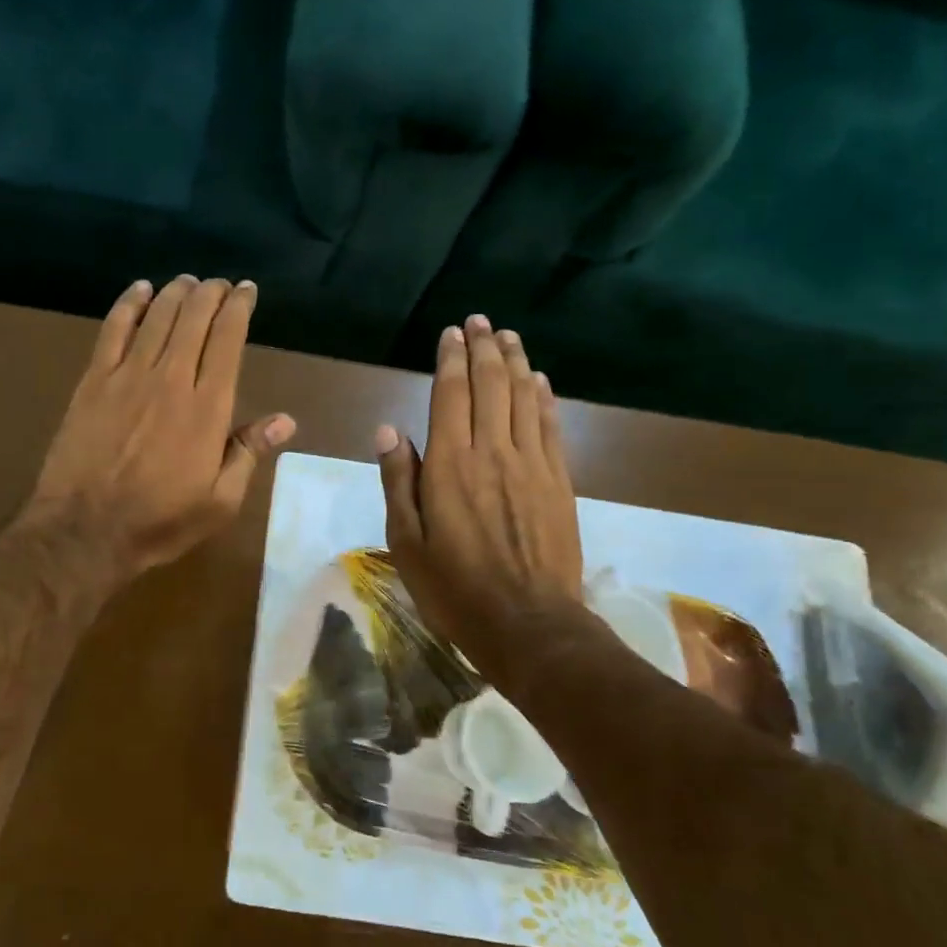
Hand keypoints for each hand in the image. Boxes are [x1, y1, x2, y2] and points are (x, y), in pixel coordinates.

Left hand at [26, 276, 295, 581]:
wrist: (84, 530)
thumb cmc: (160, 522)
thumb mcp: (219, 502)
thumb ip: (248, 454)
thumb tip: (285, 421)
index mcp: (207, 409)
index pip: (228, 341)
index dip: (239, 308)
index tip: (246, 290)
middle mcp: (170, 379)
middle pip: (194, 319)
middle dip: (210, 293)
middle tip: (219, 284)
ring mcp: (128, 376)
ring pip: (157, 317)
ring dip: (176, 293)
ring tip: (188, 282)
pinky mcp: (93, 381)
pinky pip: (113, 329)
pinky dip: (129, 304)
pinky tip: (140, 290)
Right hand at [377, 316, 583, 700]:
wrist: (528, 624)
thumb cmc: (455, 588)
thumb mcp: (407, 542)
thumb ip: (398, 481)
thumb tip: (388, 430)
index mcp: (449, 466)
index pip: (450, 396)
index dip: (451, 360)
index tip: (451, 333)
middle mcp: (492, 453)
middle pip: (491, 386)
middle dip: (484, 349)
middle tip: (479, 322)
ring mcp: (531, 465)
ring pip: (523, 398)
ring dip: (515, 362)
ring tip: (508, 336)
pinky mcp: (559, 482)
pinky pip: (550, 427)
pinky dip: (544, 398)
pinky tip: (540, 381)